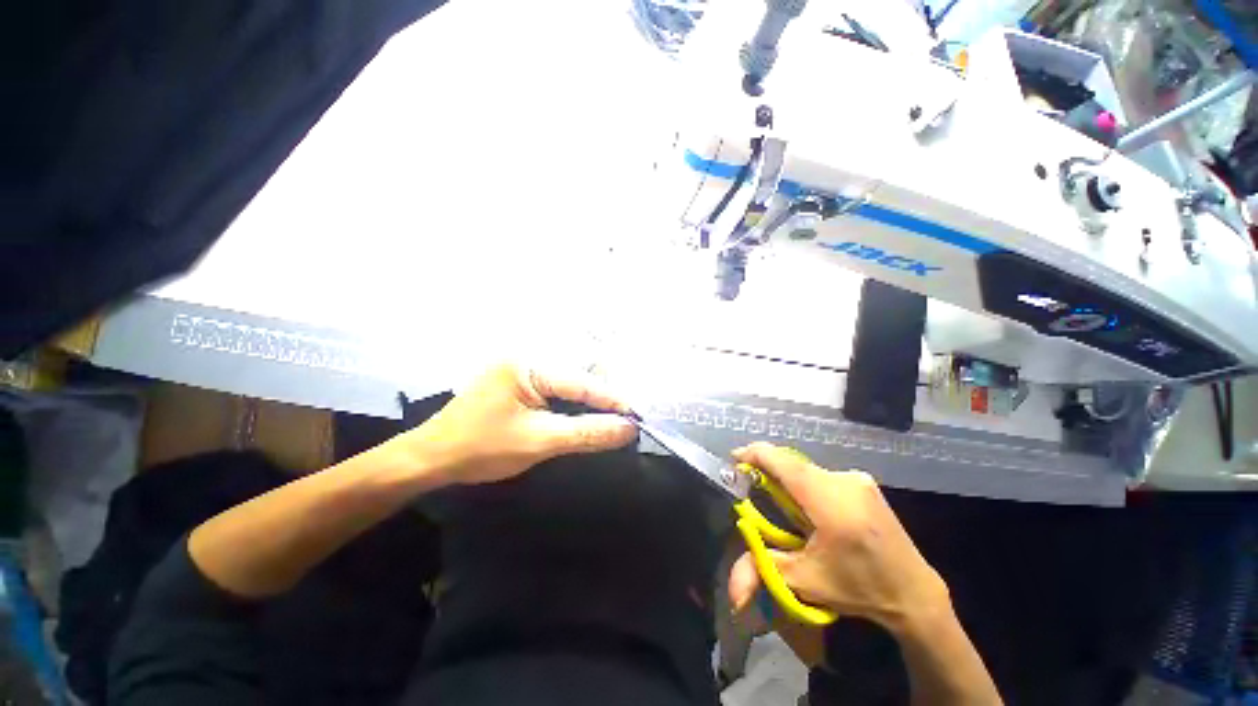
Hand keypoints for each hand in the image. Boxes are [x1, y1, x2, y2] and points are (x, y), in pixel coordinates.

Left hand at [394, 363, 637, 485]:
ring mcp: (522, 370)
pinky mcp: (519, 383)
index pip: (582, 382)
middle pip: (578, 377)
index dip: (613, 400)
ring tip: (615, 417)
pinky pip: (556, 390)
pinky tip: (586, 415)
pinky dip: (574, 404)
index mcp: (530, 364)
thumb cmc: (481, 449)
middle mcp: (528, 359)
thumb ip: (586, 432)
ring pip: (569, 383)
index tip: (638, 416)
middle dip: (604, 397)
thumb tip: (627, 429)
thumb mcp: (538, 441)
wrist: (430, 460)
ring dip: (591, 401)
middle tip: (628, 417)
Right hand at [728, 443, 949, 634]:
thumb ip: (763, 573)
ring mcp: (857, 478)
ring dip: (786, 478)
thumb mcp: (806, 582)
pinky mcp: (864, 481)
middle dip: (766, 469)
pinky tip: (806, 505)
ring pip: (806, 468)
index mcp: (830, 502)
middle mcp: (844, 480)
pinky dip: (805, 482)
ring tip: (777, 501)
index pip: (782, 462)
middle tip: (749, 484)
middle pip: (791, 463)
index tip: (733, 461)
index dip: (753, 454)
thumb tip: (732, 596)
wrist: (914, 592)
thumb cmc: (858, 588)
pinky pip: (822, 474)